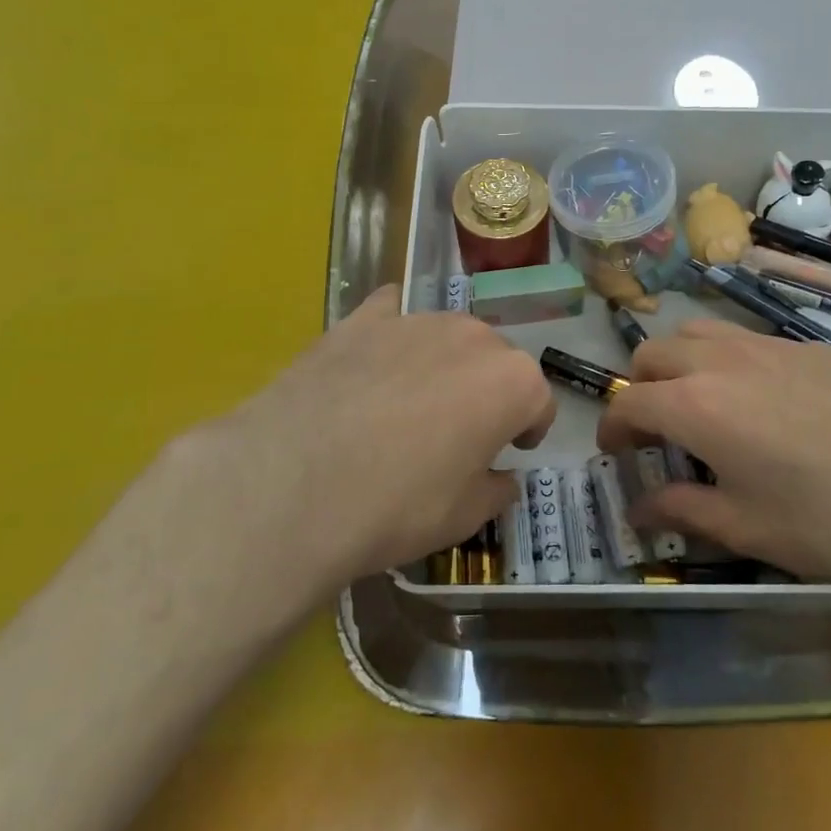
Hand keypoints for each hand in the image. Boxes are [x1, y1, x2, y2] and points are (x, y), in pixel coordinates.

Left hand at [167, 286, 554, 593]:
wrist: (292, 485)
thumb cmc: (395, 506)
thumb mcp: (462, 518)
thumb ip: (495, 490)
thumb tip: (501, 478)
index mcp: (512, 382)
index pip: (538, 402)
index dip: (528, 429)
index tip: (509, 450)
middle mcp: (473, 337)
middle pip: (496, 361)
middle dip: (488, 391)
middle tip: (458, 432)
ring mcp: (416, 320)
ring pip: (448, 337)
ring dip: (444, 364)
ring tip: (408, 402)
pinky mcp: (363, 317)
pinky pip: (394, 313)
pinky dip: (394, 332)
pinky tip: (374, 360)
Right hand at [596, 321, 830, 598]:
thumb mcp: (746, 528)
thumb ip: (681, 509)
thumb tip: (638, 507)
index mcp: (697, 406)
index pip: (629, 401)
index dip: (612, 427)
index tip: (616, 453)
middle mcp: (723, 361)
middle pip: (654, 352)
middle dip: (640, 386)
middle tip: (656, 429)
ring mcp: (769, 344)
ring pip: (699, 331)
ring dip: (681, 362)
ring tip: (702, 404)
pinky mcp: (809, 344)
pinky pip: (747, 338)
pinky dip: (729, 360)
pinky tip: (764, 402)